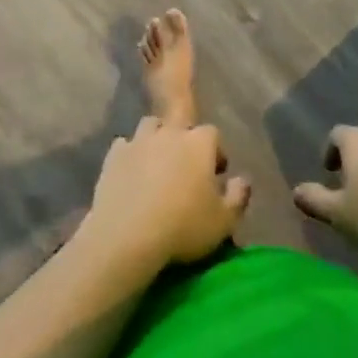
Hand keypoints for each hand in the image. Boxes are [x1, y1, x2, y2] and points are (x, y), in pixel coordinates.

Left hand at [79, 117, 249, 271]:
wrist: (127, 234)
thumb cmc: (183, 226)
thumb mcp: (224, 222)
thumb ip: (238, 197)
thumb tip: (243, 180)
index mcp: (199, 143)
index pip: (213, 134)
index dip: (216, 151)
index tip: (216, 173)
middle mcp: (169, 132)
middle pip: (179, 123)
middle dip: (184, 139)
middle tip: (185, 166)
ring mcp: (138, 140)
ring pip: (150, 127)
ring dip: (156, 140)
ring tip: (157, 165)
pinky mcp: (114, 155)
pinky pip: (125, 146)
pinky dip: (130, 155)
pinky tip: (131, 174)